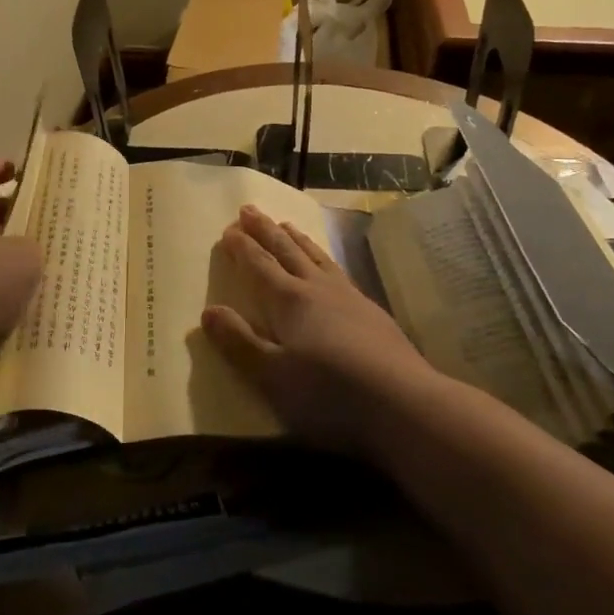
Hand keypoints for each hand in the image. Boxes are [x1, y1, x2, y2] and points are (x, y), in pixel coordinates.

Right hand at [203, 205, 435, 455]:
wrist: (405, 405)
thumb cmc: (330, 394)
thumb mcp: (272, 376)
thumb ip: (239, 342)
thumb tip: (208, 311)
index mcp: (288, 301)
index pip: (258, 265)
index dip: (242, 247)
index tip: (228, 229)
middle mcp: (317, 289)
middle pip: (286, 251)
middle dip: (265, 230)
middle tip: (249, 209)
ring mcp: (348, 298)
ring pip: (316, 257)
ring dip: (296, 239)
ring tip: (286, 224)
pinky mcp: (372, 313)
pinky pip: (339, 271)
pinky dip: (325, 258)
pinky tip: (329, 266)